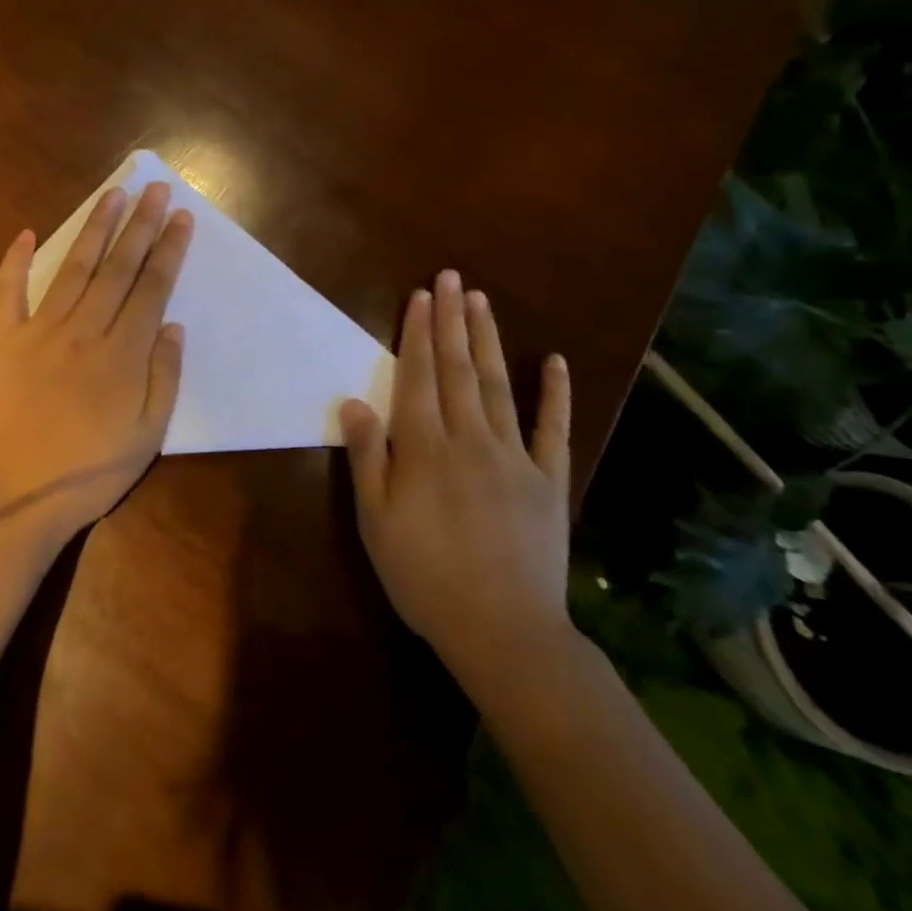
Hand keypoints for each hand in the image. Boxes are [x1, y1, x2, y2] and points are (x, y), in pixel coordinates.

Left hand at [0, 181, 193, 540]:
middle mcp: (84, 330)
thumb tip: (173, 324)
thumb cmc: (88, 473)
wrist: (13, 498)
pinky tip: (24, 233)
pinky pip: (7, 293)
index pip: (152, 287)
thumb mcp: (148, 436)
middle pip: (118, 267)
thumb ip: (164, 377)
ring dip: (95, 228)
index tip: (181, 217)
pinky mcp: (1, 341)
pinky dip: (15, 261)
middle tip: (155, 188)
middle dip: (141, 224)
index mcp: (123, 354)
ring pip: (73, 268)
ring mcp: (39, 331)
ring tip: (113, 195)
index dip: (169, 249)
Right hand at [340, 270, 573, 680]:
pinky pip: (553, 429)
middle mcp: (469, 439)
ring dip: (489, 340)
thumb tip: (355, 402)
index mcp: (425, 448)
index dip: (418, 334)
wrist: (504, 632)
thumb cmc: (426, 577)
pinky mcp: (548, 479)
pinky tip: (555, 360)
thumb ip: (368, 459)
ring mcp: (513, 456)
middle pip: (458, 369)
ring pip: (498, 385)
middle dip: (451, 320)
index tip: (421, 296)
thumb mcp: (376, 524)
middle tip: (450, 278)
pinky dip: (556, 393)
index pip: (419, 377)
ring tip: (481, 301)